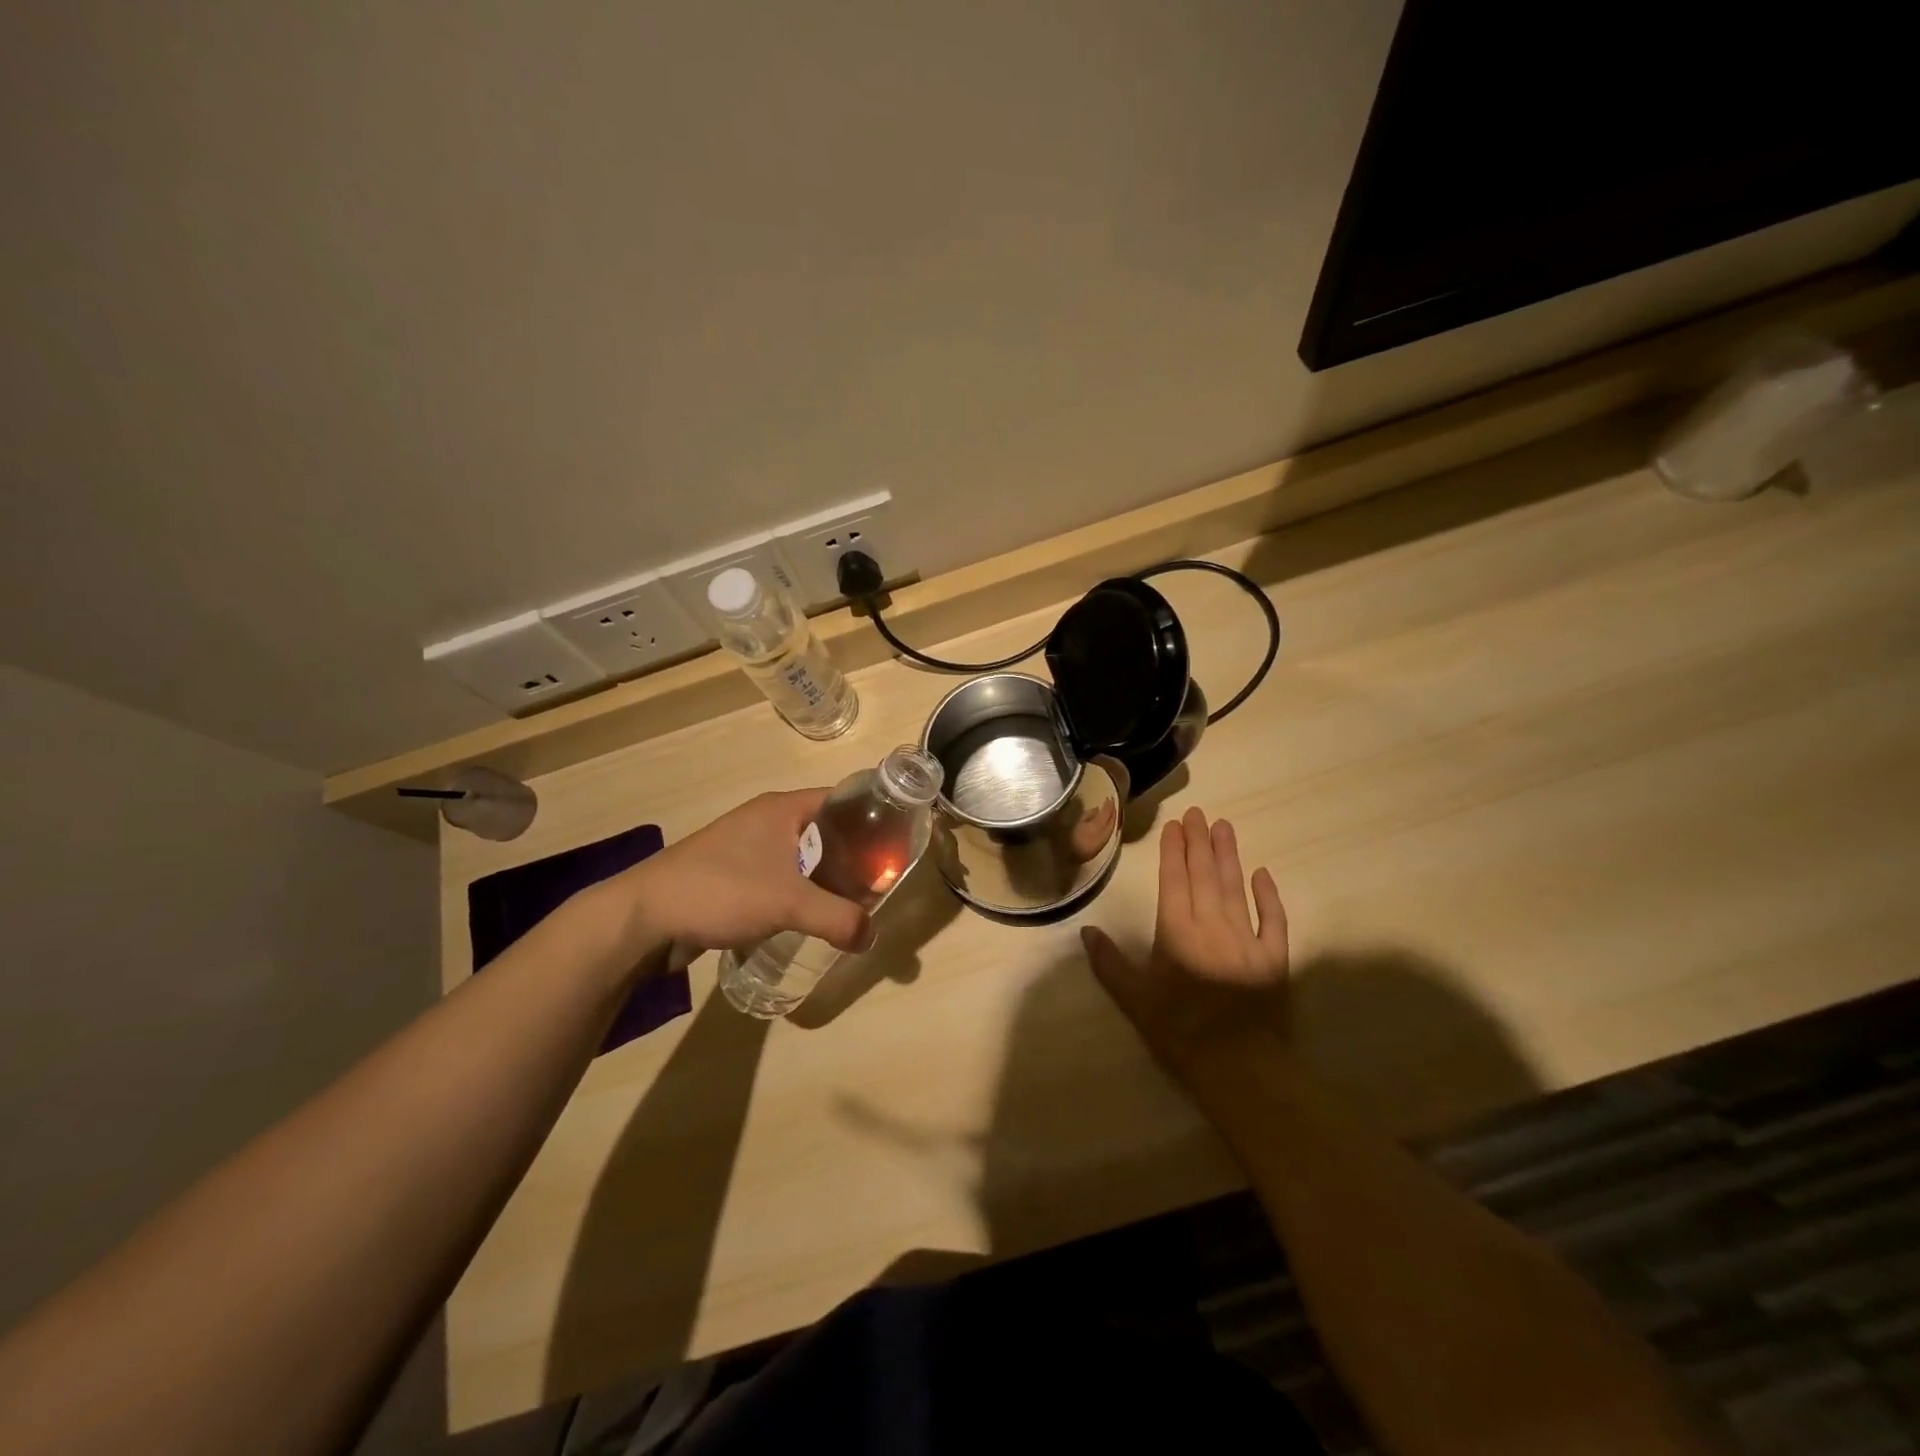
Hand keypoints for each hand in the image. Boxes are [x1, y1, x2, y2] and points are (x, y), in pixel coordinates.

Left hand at [605, 790, 873, 963]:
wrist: (644, 916)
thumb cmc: (720, 890)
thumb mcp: (788, 903)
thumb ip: (838, 919)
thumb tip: (873, 937)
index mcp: (783, 808)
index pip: (843, 798)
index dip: (874, 814)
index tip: (898, 840)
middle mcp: (767, 820)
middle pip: (827, 829)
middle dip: (856, 853)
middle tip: (883, 880)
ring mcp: (748, 847)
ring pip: (803, 855)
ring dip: (828, 875)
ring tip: (856, 901)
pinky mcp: (734, 875)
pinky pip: (782, 876)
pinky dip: (802, 891)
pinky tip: (814, 916)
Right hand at [1081, 807, 1288, 1078]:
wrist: (1238, 1063)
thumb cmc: (1179, 1029)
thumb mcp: (1134, 998)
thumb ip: (1109, 962)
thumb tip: (1086, 931)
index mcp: (1177, 931)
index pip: (1174, 880)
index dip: (1174, 851)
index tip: (1176, 825)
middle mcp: (1212, 925)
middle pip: (1205, 876)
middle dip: (1199, 843)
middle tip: (1199, 813)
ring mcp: (1247, 938)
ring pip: (1236, 888)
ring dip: (1229, 856)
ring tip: (1225, 827)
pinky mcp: (1274, 958)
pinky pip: (1274, 920)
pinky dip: (1269, 896)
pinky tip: (1263, 873)